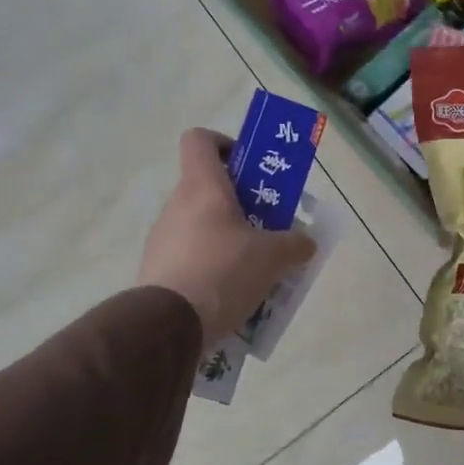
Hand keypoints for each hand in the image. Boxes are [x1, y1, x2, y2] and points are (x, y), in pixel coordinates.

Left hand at [138, 129, 316, 343]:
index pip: (200, 140)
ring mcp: (163, 238)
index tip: (249, 167)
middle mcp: (177, 205)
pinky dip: (212, 266)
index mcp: (203, 186)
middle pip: (209, 188)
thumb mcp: (273, 257)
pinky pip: (191, 256)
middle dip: (242, 204)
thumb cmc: (223, 272)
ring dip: (228, 238)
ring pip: (202, 225)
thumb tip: (306, 242)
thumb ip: (295, 244)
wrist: (168, 325)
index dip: (225, 144)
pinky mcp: (157, 270)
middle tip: (269, 226)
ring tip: (256, 268)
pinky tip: (233, 293)